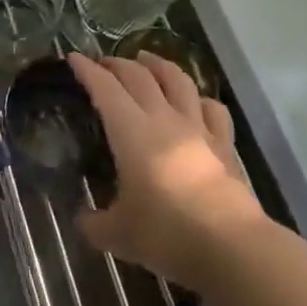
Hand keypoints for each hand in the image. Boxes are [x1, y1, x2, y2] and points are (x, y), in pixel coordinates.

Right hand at [68, 53, 266, 290]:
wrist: (232, 248)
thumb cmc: (167, 234)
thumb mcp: (118, 235)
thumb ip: (94, 224)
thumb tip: (81, 220)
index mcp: (130, 131)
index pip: (104, 87)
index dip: (87, 70)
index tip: (74, 57)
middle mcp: (163, 118)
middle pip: (139, 76)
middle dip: (118, 63)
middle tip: (104, 62)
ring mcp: (198, 128)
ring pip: (177, 80)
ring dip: (158, 64)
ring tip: (147, 59)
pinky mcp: (224, 145)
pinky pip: (213, 109)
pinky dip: (200, 98)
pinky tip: (196, 101)